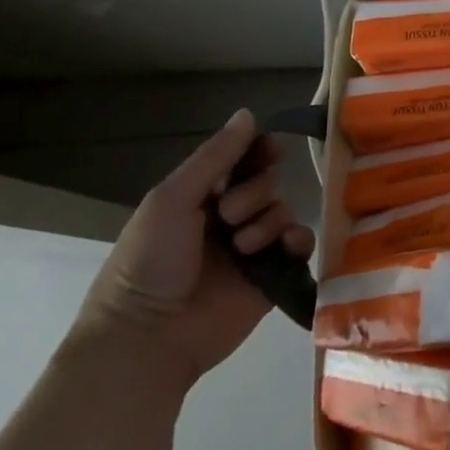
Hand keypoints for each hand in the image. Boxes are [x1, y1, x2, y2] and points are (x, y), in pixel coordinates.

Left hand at [73, 109, 314, 389]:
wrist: (148, 337)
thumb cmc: (149, 261)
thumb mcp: (172, 199)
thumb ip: (215, 156)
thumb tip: (250, 112)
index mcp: (200, 198)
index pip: (242, 160)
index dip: (260, 150)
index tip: (272, 147)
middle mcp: (229, 219)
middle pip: (267, 182)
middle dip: (254, 193)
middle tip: (228, 215)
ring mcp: (252, 248)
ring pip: (284, 210)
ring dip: (267, 221)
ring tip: (242, 247)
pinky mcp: (273, 276)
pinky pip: (301, 244)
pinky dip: (297, 240)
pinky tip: (283, 247)